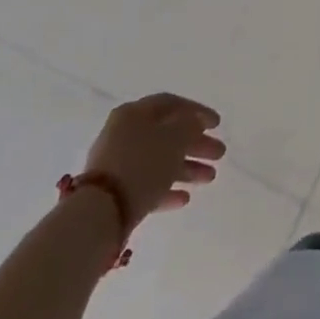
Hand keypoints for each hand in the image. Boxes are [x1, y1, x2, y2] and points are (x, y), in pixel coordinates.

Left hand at [84, 93, 225, 234]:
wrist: (100, 214)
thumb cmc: (142, 164)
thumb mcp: (175, 138)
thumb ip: (190, 125)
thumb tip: (193, 123)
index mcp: (134, 113)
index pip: (172, 104)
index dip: (197, 112)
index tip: (218, 125)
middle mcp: (123, 134)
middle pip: (167, 134)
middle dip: (196, 144)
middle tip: (220, 153)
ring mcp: (117, 165)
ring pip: (159, 160)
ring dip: (187, 167)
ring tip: (210, 178)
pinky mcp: (115, 193)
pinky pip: (147, 184)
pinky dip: (167, 189)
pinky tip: (184, 199)